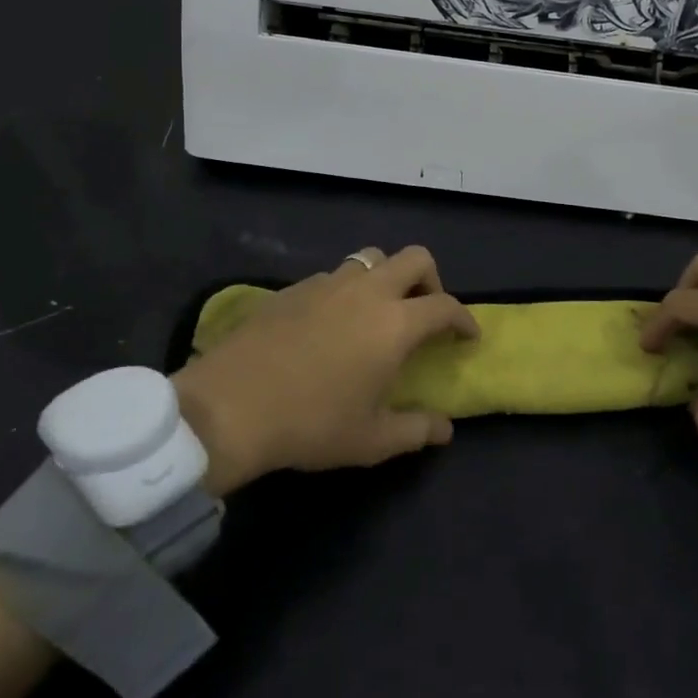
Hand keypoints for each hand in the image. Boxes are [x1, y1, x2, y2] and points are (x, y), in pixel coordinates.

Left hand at [172, 246, 478, 494]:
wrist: (230, 405)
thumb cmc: (310, 423)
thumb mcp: (370, 439)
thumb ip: (415, 430)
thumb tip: (445, 429)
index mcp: (394, 323)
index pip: (444, 306)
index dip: (463, 318)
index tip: (467, 335)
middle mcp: (367, 291)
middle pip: (415, 258)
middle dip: (431, 279)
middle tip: (424, 311)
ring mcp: (328, 282)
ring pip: (372, 258)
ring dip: (387, 277)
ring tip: (378, 311)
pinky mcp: (294, 286)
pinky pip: (334, 275)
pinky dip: (347, 290)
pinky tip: (331, 322)